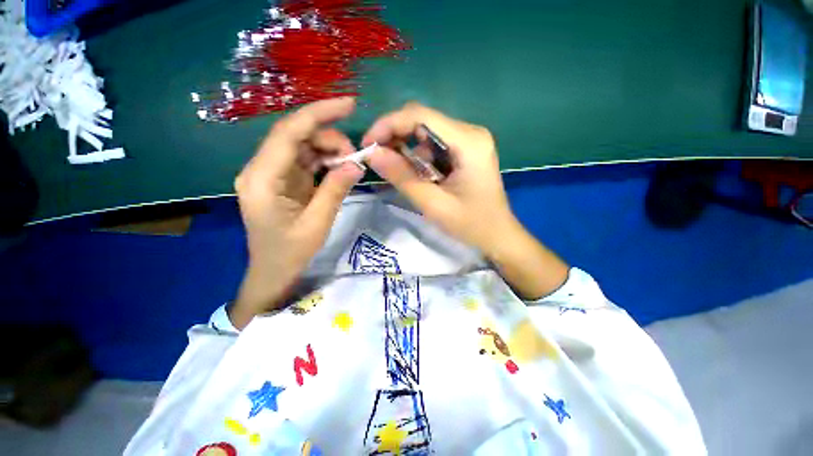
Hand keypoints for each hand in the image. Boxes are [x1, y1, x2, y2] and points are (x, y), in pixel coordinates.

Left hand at [231, 98, 363, 328]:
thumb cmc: (290, 253)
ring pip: (302, 146)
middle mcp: (261, 168)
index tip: (349, 103)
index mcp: (262, 178)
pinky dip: (325, 160)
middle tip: (355, 156)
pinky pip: (305, 160)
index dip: (319, 114)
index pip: (289, 132)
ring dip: (329, 150)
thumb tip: (356, 163)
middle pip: (297, 136)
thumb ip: (336, 189)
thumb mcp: (318, 223)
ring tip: (350, 164)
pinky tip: (340, 168)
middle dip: (330, 138)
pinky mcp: (282, 180)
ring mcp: (271, 173)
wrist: (272, 272)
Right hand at [363, 102, 568, 299]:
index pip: (421, 115)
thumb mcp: (433, 204)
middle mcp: (470, 133)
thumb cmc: (471, 224)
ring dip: (406, 148)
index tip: (368, 144)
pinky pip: (434, 144)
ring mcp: (469, 140)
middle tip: (377, 158)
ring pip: (426, 132)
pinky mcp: (465, 150)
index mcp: (468, 142)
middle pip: (422, 120)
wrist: (497, 235)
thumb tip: (373, 154)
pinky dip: (418, 156)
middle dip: (395, 136)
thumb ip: (402, 177)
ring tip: (395, 170)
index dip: (389, 124)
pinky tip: (415, 174)